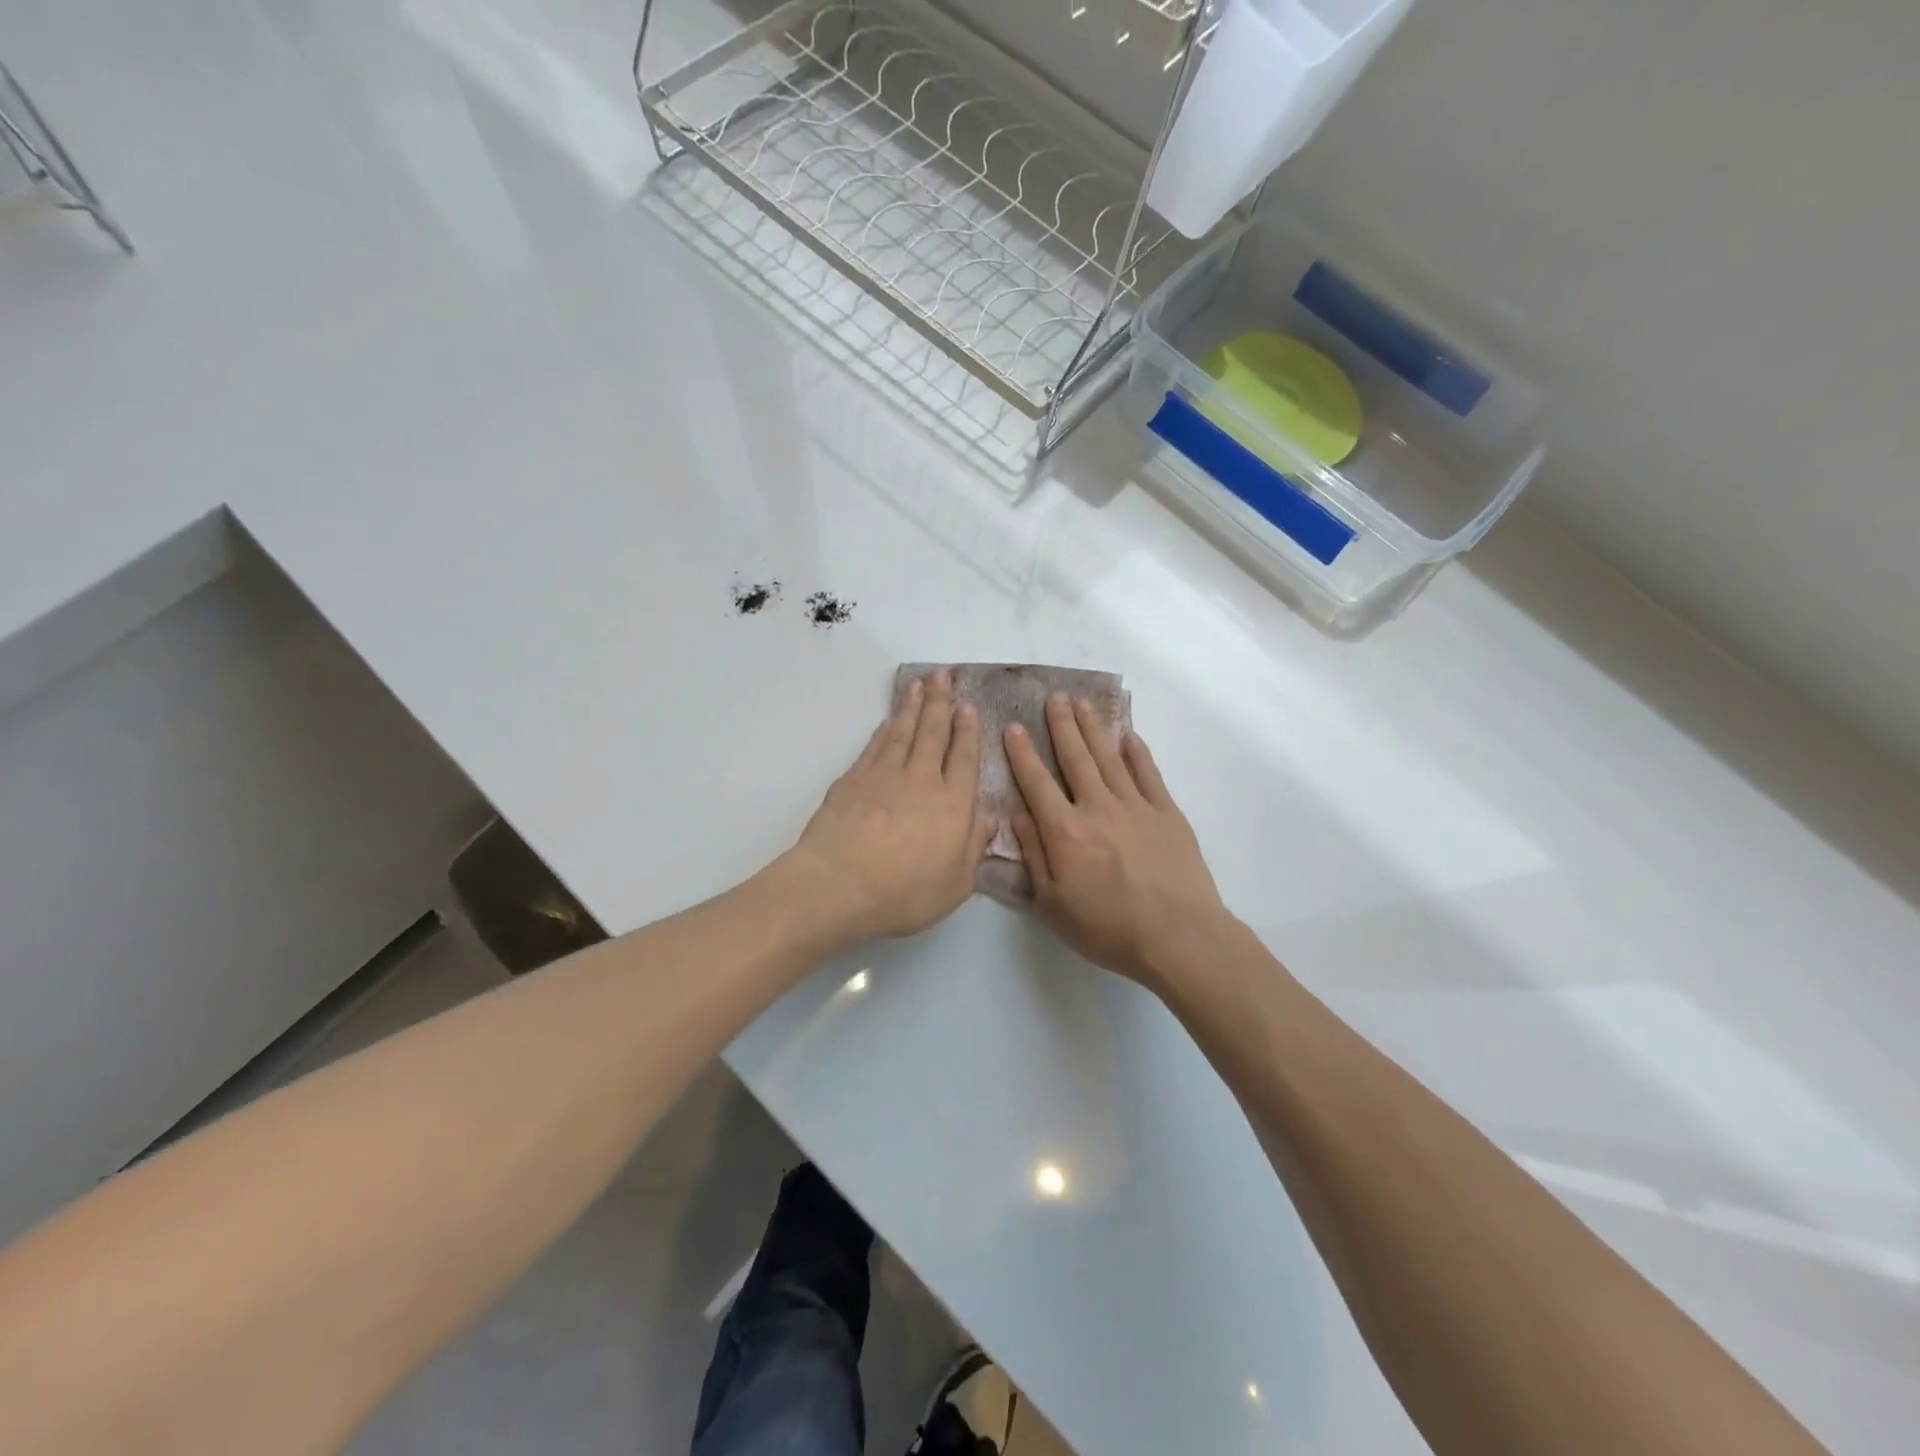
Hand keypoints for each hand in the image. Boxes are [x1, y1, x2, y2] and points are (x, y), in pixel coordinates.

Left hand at [787, 670, 993, 942]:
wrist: (838, 884)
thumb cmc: (903, 893)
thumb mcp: (955, 885)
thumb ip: (973, 849)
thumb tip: (989, 819)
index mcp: (953, 805)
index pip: (964, 758)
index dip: (967, 731)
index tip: (968, 706)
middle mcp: (921, 780)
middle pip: (933, 733)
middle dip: (940, 703)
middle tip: (943, 676)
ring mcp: (884, 775)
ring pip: (903, 731)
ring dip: (912, 706)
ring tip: (919, 684)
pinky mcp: (853, 779)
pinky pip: (875, 745)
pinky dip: (885, 728)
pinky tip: (888, 720)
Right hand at [1006, 695, 1230, 990]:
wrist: (1178, 937)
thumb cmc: (1107, 928)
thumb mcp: (1052, 903)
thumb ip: (1034, 854)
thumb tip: (1018, 813)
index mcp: (1065, 830)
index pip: (1036, 782)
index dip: (1022, 753)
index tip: (1013, 726)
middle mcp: (1097, 807)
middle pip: (1075, 758)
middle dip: (1062, 725)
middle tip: (1054, 696)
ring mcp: (1136, 806)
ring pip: (1109, 758)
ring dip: (1094, 728)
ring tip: (1083, 703)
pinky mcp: (1168, 813)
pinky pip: (1149, 774)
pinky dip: (1137, 753)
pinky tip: (1129, 736)